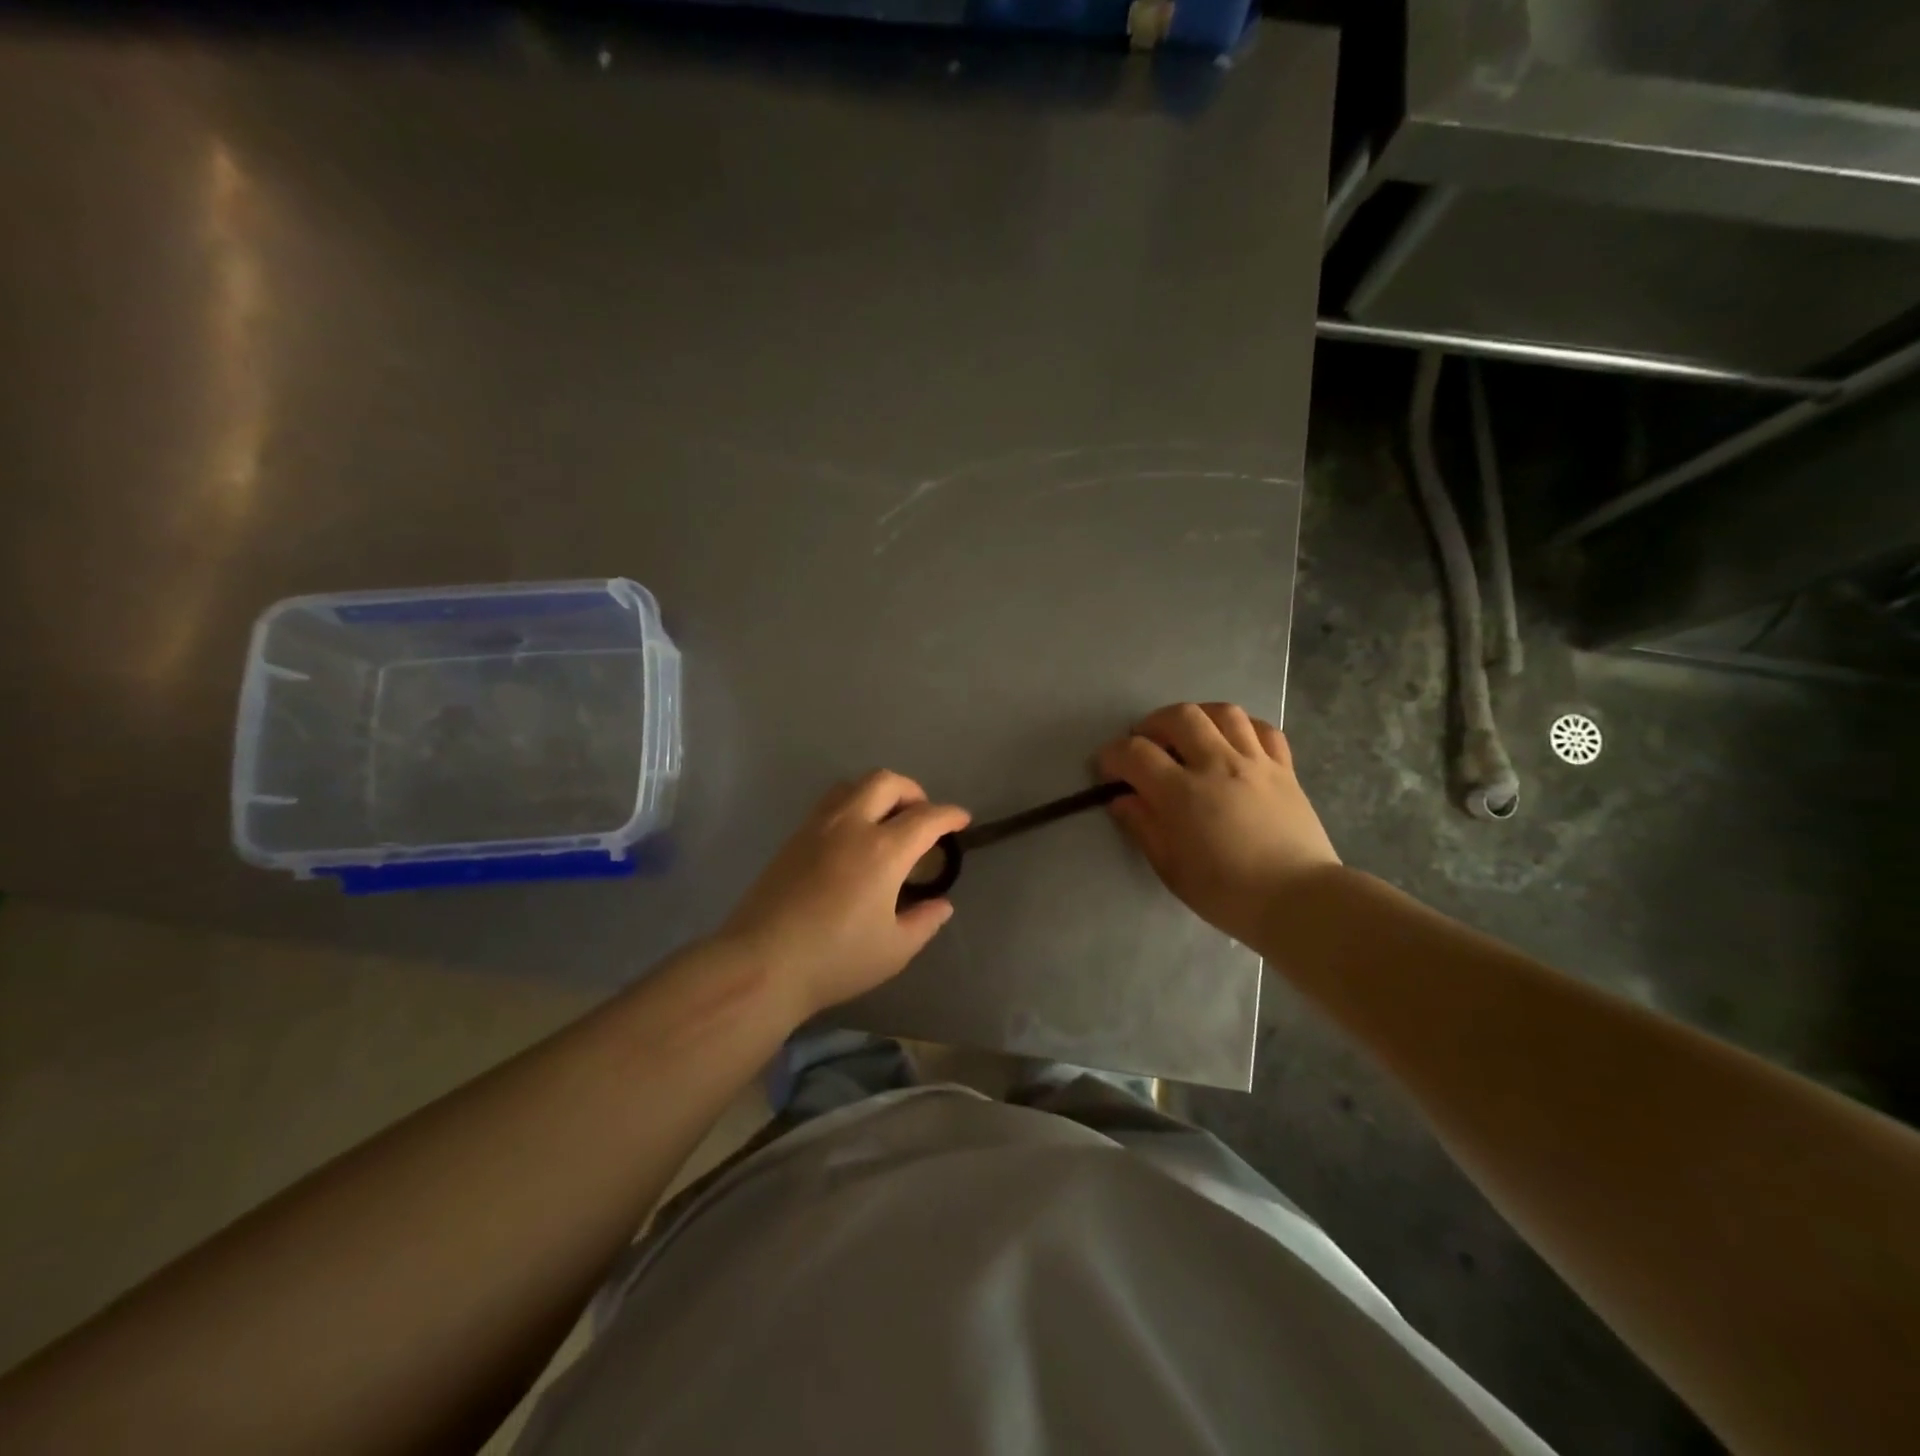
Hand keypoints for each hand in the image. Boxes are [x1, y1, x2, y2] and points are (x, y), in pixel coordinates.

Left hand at [719, 771, 969, 1019]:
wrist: (762, 963)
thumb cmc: (835, 959)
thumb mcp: (894, 950)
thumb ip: (924, 921)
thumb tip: (941, 904)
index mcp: (883, 851)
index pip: (926, 818)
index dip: (949, 815)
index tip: (962, 820)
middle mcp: (851, 826)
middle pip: (886, 782)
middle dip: (913, 791)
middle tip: (922, 816)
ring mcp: (817, 827)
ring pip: (853, 784)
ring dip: (879, 791)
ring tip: (887, 819)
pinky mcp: (793, 838)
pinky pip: (829, 802)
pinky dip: (852, 803)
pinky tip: (853, 836)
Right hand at [1096, 702, 1339, 946]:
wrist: (1298, 900)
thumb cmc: (1226, 892)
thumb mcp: (1170, 868)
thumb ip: (1142, 826)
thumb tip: (1122, 799)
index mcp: (1182, 793)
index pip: (1135, 753)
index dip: (1112, 756)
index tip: (1107, 770)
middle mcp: (1217, 765)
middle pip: (1179, 716)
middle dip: (1152, 724)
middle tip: (1146, 745)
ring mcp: (1255, 762)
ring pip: (1223, 712)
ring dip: (1197, 716)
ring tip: (1188, 735)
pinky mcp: (1284, 769)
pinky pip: (1263, 729)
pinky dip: (1242, 727)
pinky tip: (1233, 741)